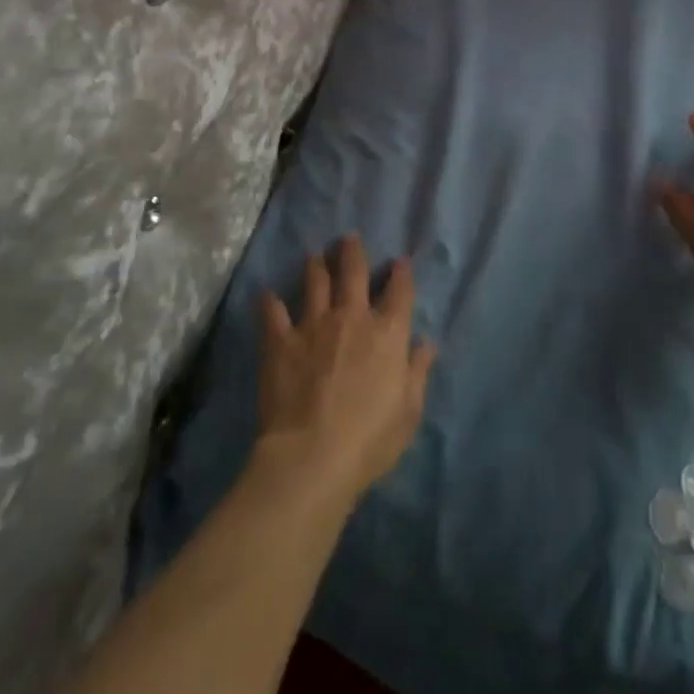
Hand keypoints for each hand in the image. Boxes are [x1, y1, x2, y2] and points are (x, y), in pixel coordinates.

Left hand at [255, 235, 436, 502]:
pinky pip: (273, 313)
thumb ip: (417, 371)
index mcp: (387, 333)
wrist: (312, 456)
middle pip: (354, 273)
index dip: (401, 273)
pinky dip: (270, 302)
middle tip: (349, 238)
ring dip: (316, 266)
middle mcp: (352, 318)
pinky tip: (266, 294)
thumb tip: (426, 342)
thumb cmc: (370, 439)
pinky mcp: (281, 341)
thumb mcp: (408, 411)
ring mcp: (314, 325)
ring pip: (315, 282)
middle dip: (353, 252)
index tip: (400, 261)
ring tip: (315, 256)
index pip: (399, 291)